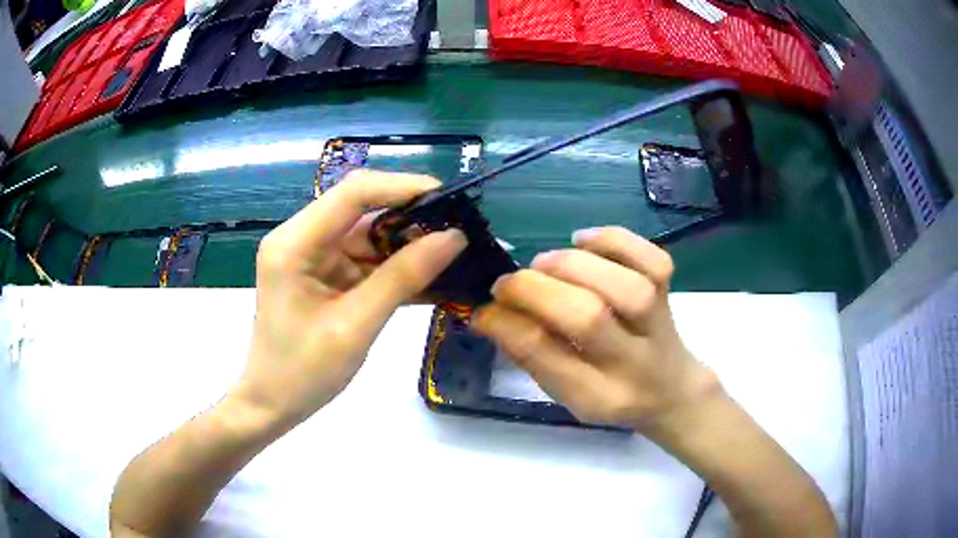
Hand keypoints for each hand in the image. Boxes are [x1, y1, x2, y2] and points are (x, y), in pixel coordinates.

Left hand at [233, 170, 466, 424]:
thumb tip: (455, 238)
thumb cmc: (303, 373)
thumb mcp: (356, 326)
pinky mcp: (324, 272)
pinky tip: (430, 276)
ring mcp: (312, 255)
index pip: (353, 193)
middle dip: (411, 218)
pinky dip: (396, 268)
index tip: (451, 198)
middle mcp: (301, 237)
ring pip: (369, 234)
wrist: (273, 403)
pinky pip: (366, 259)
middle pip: (362, 209)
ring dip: (408, 245)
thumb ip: (403, 278)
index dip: (403, 187)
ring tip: (453, 255)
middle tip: (460, 232)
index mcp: (295, 243)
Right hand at [472, 226, 718, 431]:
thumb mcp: (567, 394)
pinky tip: (583, 240)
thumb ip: (531, 356)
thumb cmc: (610, 393)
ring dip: (572, 265)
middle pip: (589, 317)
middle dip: (536, 291)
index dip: (507, 324)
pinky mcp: (669, 290)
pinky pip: (651, 257)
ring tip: (543, 264)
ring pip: (625, 285)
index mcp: (599, 396)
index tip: (484, 309)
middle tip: (507, 284)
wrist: (671, 389)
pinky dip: (614, 240)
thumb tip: (487, 312)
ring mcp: (659, 322)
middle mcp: (634, 361)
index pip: (548, 358)